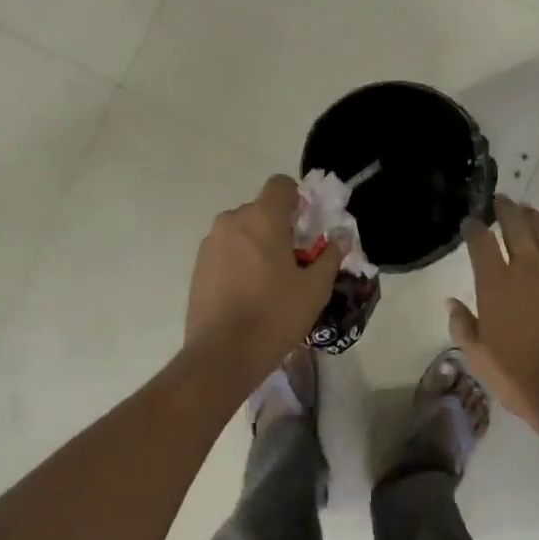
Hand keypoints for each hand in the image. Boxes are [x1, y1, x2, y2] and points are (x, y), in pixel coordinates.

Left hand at [186, 175, 342, 377]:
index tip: (307, 227)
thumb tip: (340, 238)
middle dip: (279, 228)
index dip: (297, 199)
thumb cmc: (275, 315)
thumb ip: (330, 256)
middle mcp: (232, 221)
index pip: (280, 185)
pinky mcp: (198, 267)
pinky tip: (249, 295)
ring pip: (242, 233)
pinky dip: (240, 263)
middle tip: (295, 262)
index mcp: (262, 218)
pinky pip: (226, 252)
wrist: (223, 354)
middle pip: (261, 211)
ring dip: (258, 246)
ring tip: (271, 283)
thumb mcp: (315, 288)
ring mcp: (210, 244)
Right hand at [449, 197, 538, 434]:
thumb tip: (452, 302)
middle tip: (501, 200)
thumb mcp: (477, 356)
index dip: (474, 229)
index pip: (482, 243)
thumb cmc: (516, 376)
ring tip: (527, 211)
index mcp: (495, 284)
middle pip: (517, 227)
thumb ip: (463, 325)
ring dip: (535, 219)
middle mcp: (526, 271)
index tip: (470, 222)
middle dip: (506, 210)